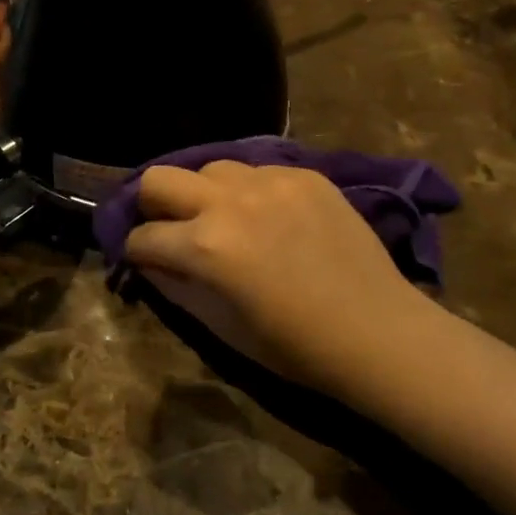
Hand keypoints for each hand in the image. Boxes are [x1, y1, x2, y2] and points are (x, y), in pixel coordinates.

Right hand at [125, 161, 425, 396]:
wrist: (379, 333)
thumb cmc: (294, 346)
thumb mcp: (220, 327)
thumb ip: (175, 288)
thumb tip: (150, 264)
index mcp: (205, 246)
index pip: (143, 236)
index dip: (136, 252)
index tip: (144, 260)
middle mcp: (230, 201)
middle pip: (159, 178)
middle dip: (152, 205)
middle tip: (171, 228)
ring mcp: (271, 182)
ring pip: (211, 168)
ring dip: (205, 194)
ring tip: (227, 219)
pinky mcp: (304, 176)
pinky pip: (258, 170)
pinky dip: (250, 191)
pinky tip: (271, 218)